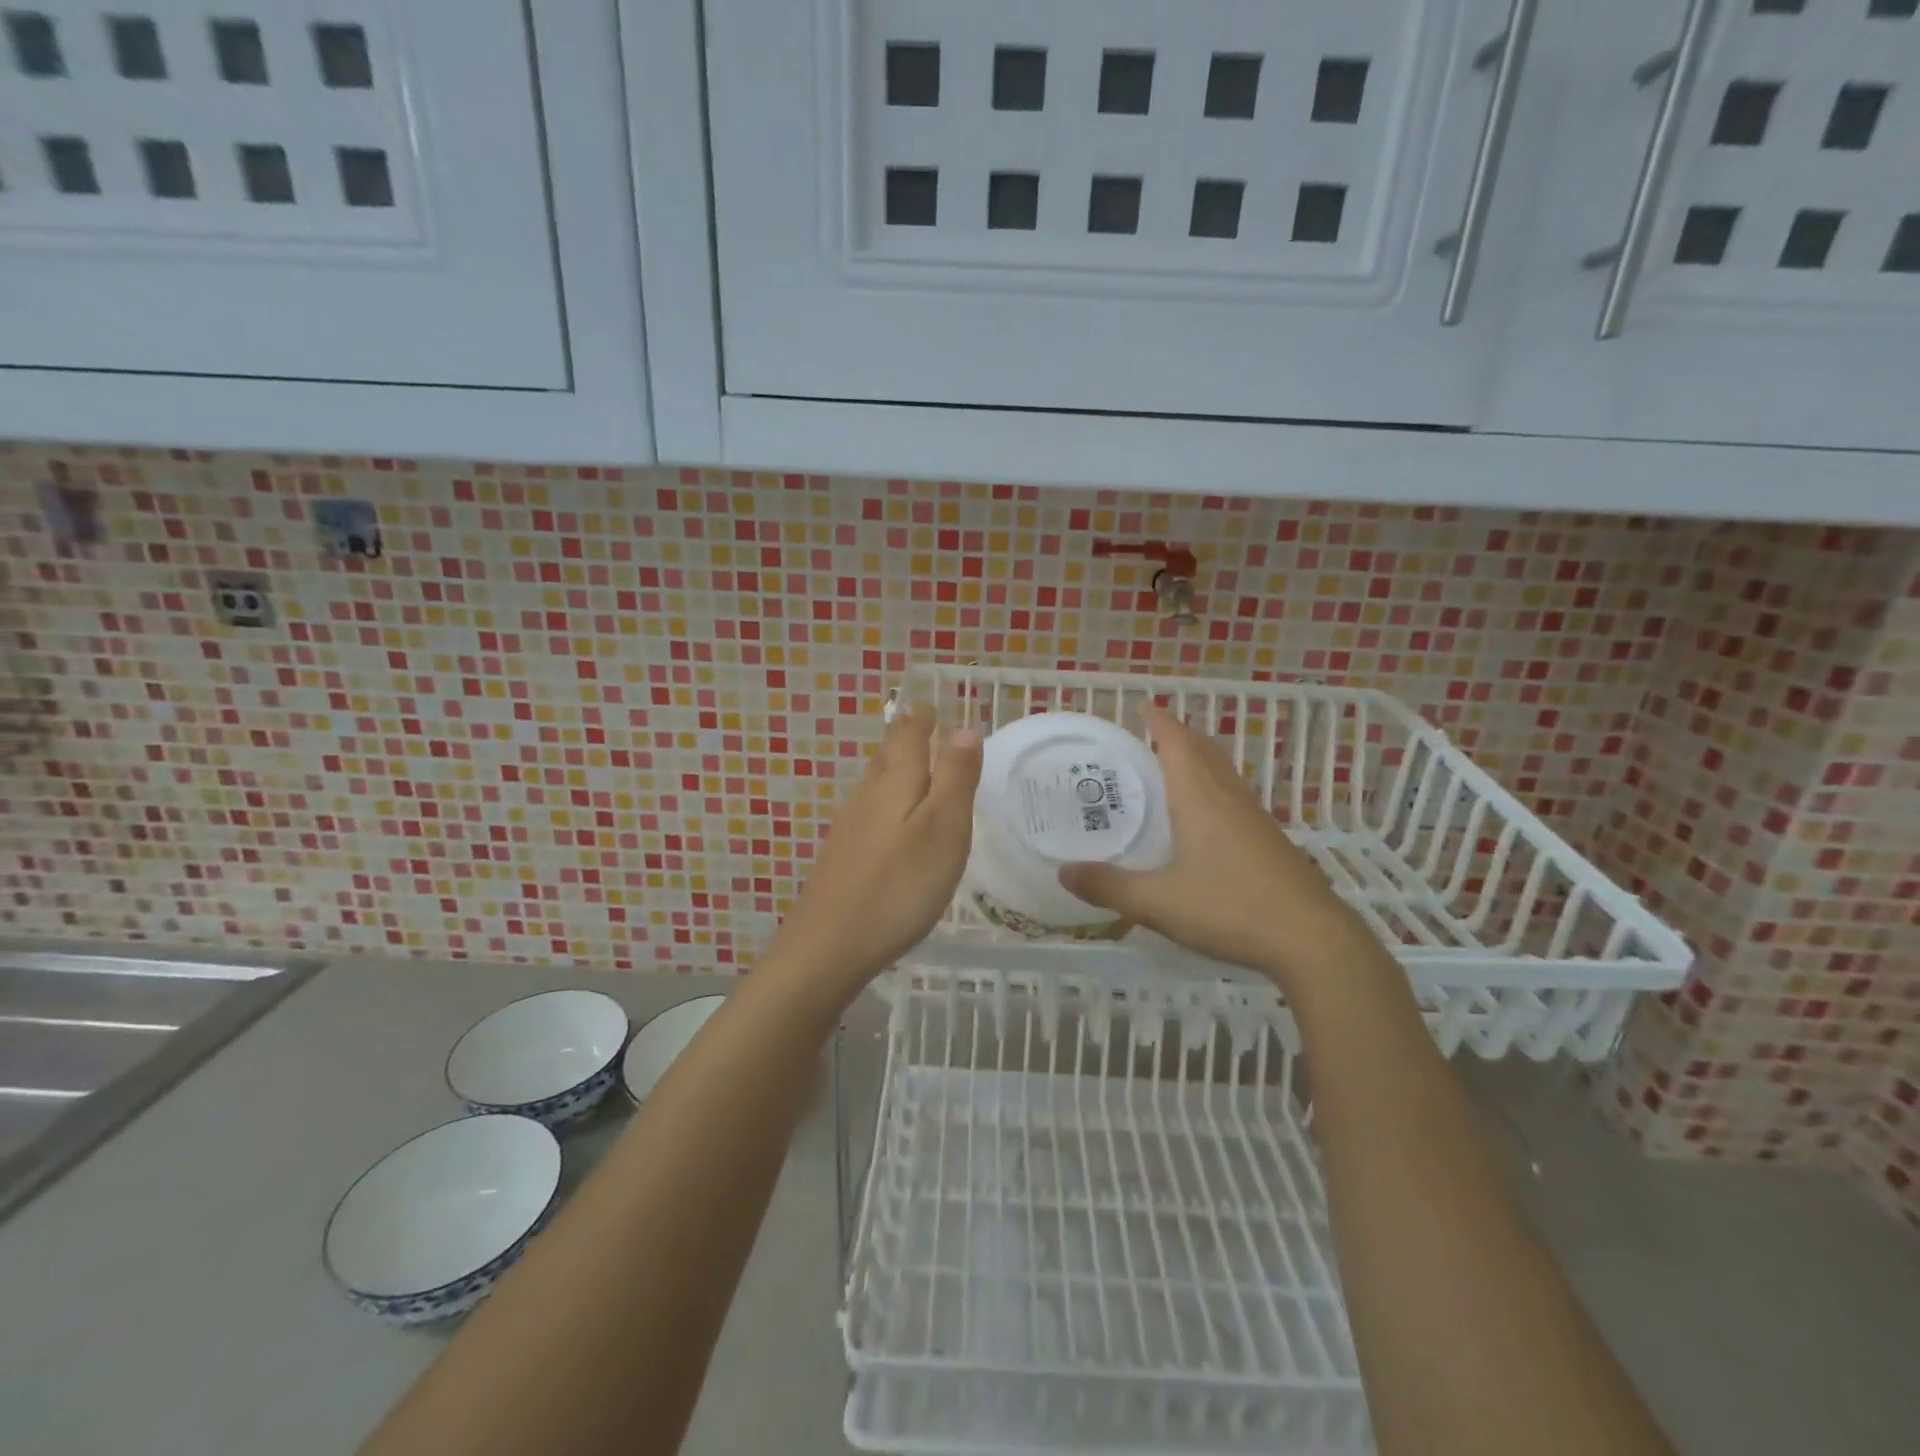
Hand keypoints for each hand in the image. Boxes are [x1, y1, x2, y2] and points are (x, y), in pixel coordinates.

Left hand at [764, 710, 981, 995]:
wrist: (829, 946)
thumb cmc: (899, 885)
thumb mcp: (943, 829)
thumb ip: (955, 778)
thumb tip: (964, 729)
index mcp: (894, 783)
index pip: (908, 734)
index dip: (921, 717)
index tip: (931, 703)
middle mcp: (867, 796)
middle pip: (887, 756)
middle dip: (906, 738)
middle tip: (923, 725)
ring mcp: (850, 827)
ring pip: (876, 784)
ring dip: (895, 768)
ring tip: (913, 765)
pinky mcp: (843, 856)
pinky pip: (869, 813)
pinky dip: (886, 803)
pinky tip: (891, 823)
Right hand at [1058, 705, 1374, 991]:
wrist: (1311, 940)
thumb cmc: (1230, 908)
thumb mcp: (1157, 902)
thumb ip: (1108, 887)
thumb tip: (1063, 873)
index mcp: (1200, 798)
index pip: (1178, 743)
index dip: (1159, 721)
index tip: (1141, 706)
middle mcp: (1229, 798)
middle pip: (1204, 750)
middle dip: (1178, 735)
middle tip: (1149, 734)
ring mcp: (1255, 819)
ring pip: (1223, 773)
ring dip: (1199, 759)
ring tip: (1172, 767)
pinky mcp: (1270, 841)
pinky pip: (1235, 798)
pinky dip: (1213, 788)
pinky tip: (1205, 818)